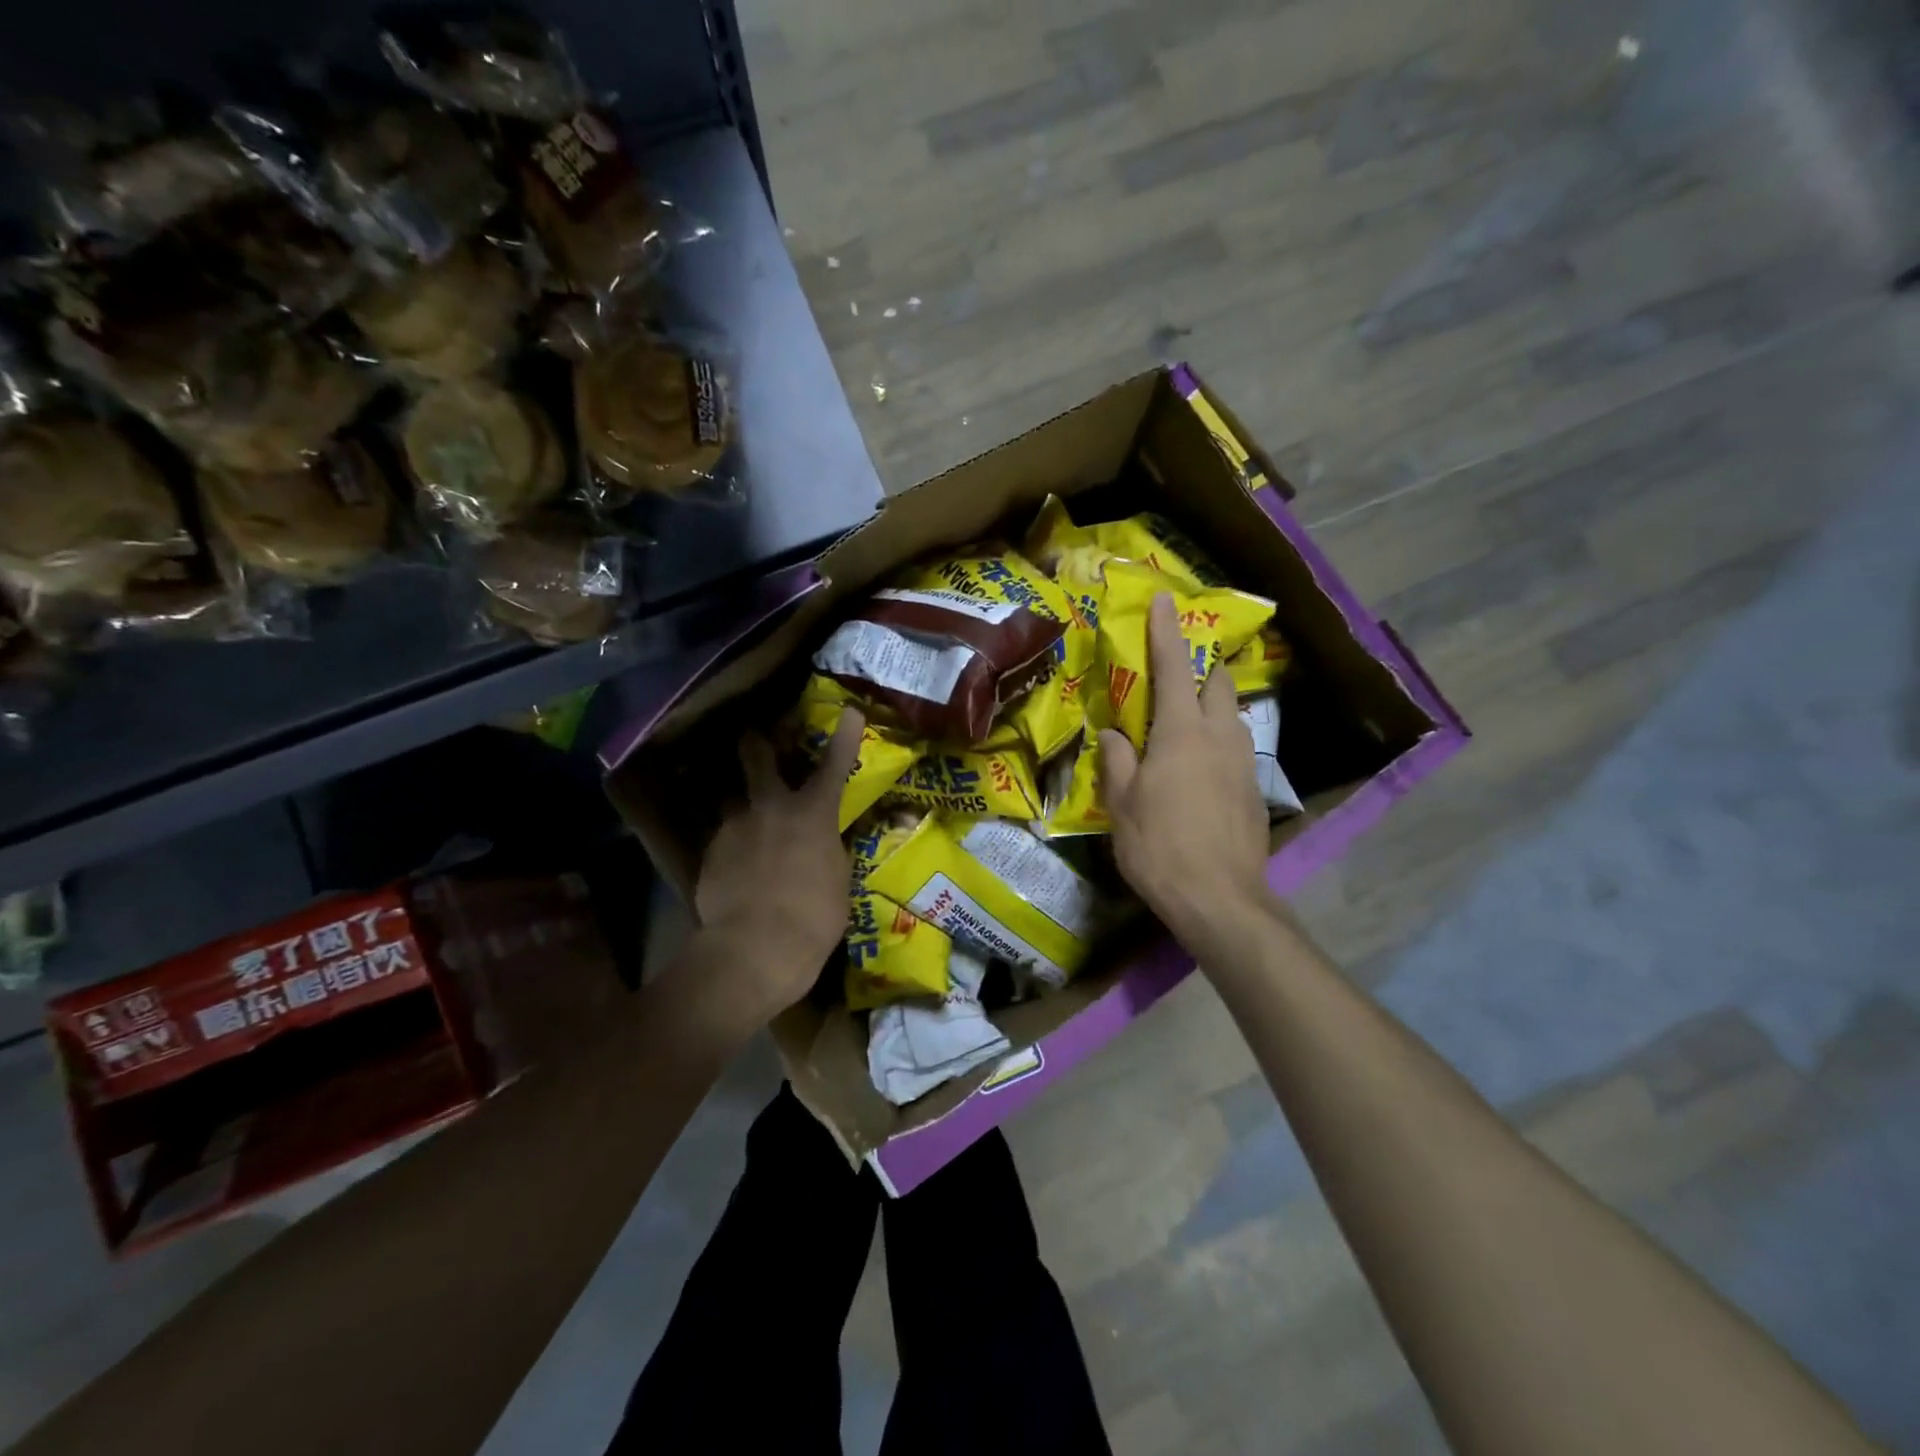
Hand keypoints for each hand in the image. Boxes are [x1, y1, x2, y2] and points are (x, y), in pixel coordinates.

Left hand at [690, 710, 864, 1027]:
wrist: (754, 949)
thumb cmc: (814, 918)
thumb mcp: (837, 881)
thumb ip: (828, 852)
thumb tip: (822, 845)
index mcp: (812, 814)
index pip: (834, 766)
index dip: (845, 737)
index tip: (850, 711)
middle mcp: (770, 808)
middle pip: (757, 758)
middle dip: (757, 743)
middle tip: (753, 735)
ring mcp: (734, 827)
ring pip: (731, 799)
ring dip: (740, 804)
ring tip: (743, 821)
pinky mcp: (709, 853)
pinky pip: (722, 838)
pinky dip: (731, 847)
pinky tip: (735, 869)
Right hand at [1099, 593, 1270, 949]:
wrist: (1220, 898)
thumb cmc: (1159, 846)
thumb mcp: (1122, 803)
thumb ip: (1118, 760)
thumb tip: (1115, 734)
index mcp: (1181, 733)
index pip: (1173, 667)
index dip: (1167, 631)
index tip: (1166, 599)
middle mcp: (1220, 736)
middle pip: (1218, 682)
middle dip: (1201, 665)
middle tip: (1178, 668)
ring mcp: (1243, 762)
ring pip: (1233, 714)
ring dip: (1213, 703)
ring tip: (1188, 716)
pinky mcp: (1254, 789)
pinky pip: (1238, 746)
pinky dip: (1220, 738)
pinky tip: (1202, 764)